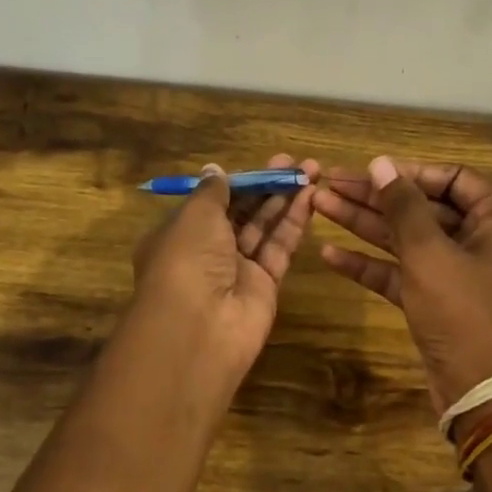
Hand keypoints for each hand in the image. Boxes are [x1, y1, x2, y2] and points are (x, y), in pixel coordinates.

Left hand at [129, 153, 318, 389]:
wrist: (199, 328)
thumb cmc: (187, 260)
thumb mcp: (195, 215)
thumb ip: (212, 192)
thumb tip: (214, 170)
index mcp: (179, 234)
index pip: (211, 203)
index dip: (238, 182)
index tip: (263, 164)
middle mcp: (206, 252)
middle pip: (241, 213)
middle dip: (266, 186)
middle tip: (295, 163)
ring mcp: (236, 271)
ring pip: (263, 228)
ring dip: (285, 199)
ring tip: (312, 170)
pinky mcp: (264, 286)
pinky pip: (279, 248)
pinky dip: (294, 223)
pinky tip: (311, 197)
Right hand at [313, 157, 491, 411]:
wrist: (480, 393)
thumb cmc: (464, 313)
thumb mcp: (430, 254)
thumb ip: (403, 206)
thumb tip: (380, 163)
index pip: (452, 178)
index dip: (408, 173)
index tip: (367, 171)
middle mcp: (483, 239)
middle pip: (423, 207)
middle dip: (375, 197)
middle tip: (328, 184)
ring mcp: (458, 271)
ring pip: (407, 238)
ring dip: (365, 224)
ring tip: (319, 206)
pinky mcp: (437, 299)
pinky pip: (402, 271)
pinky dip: (371, 263)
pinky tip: (330, 254)